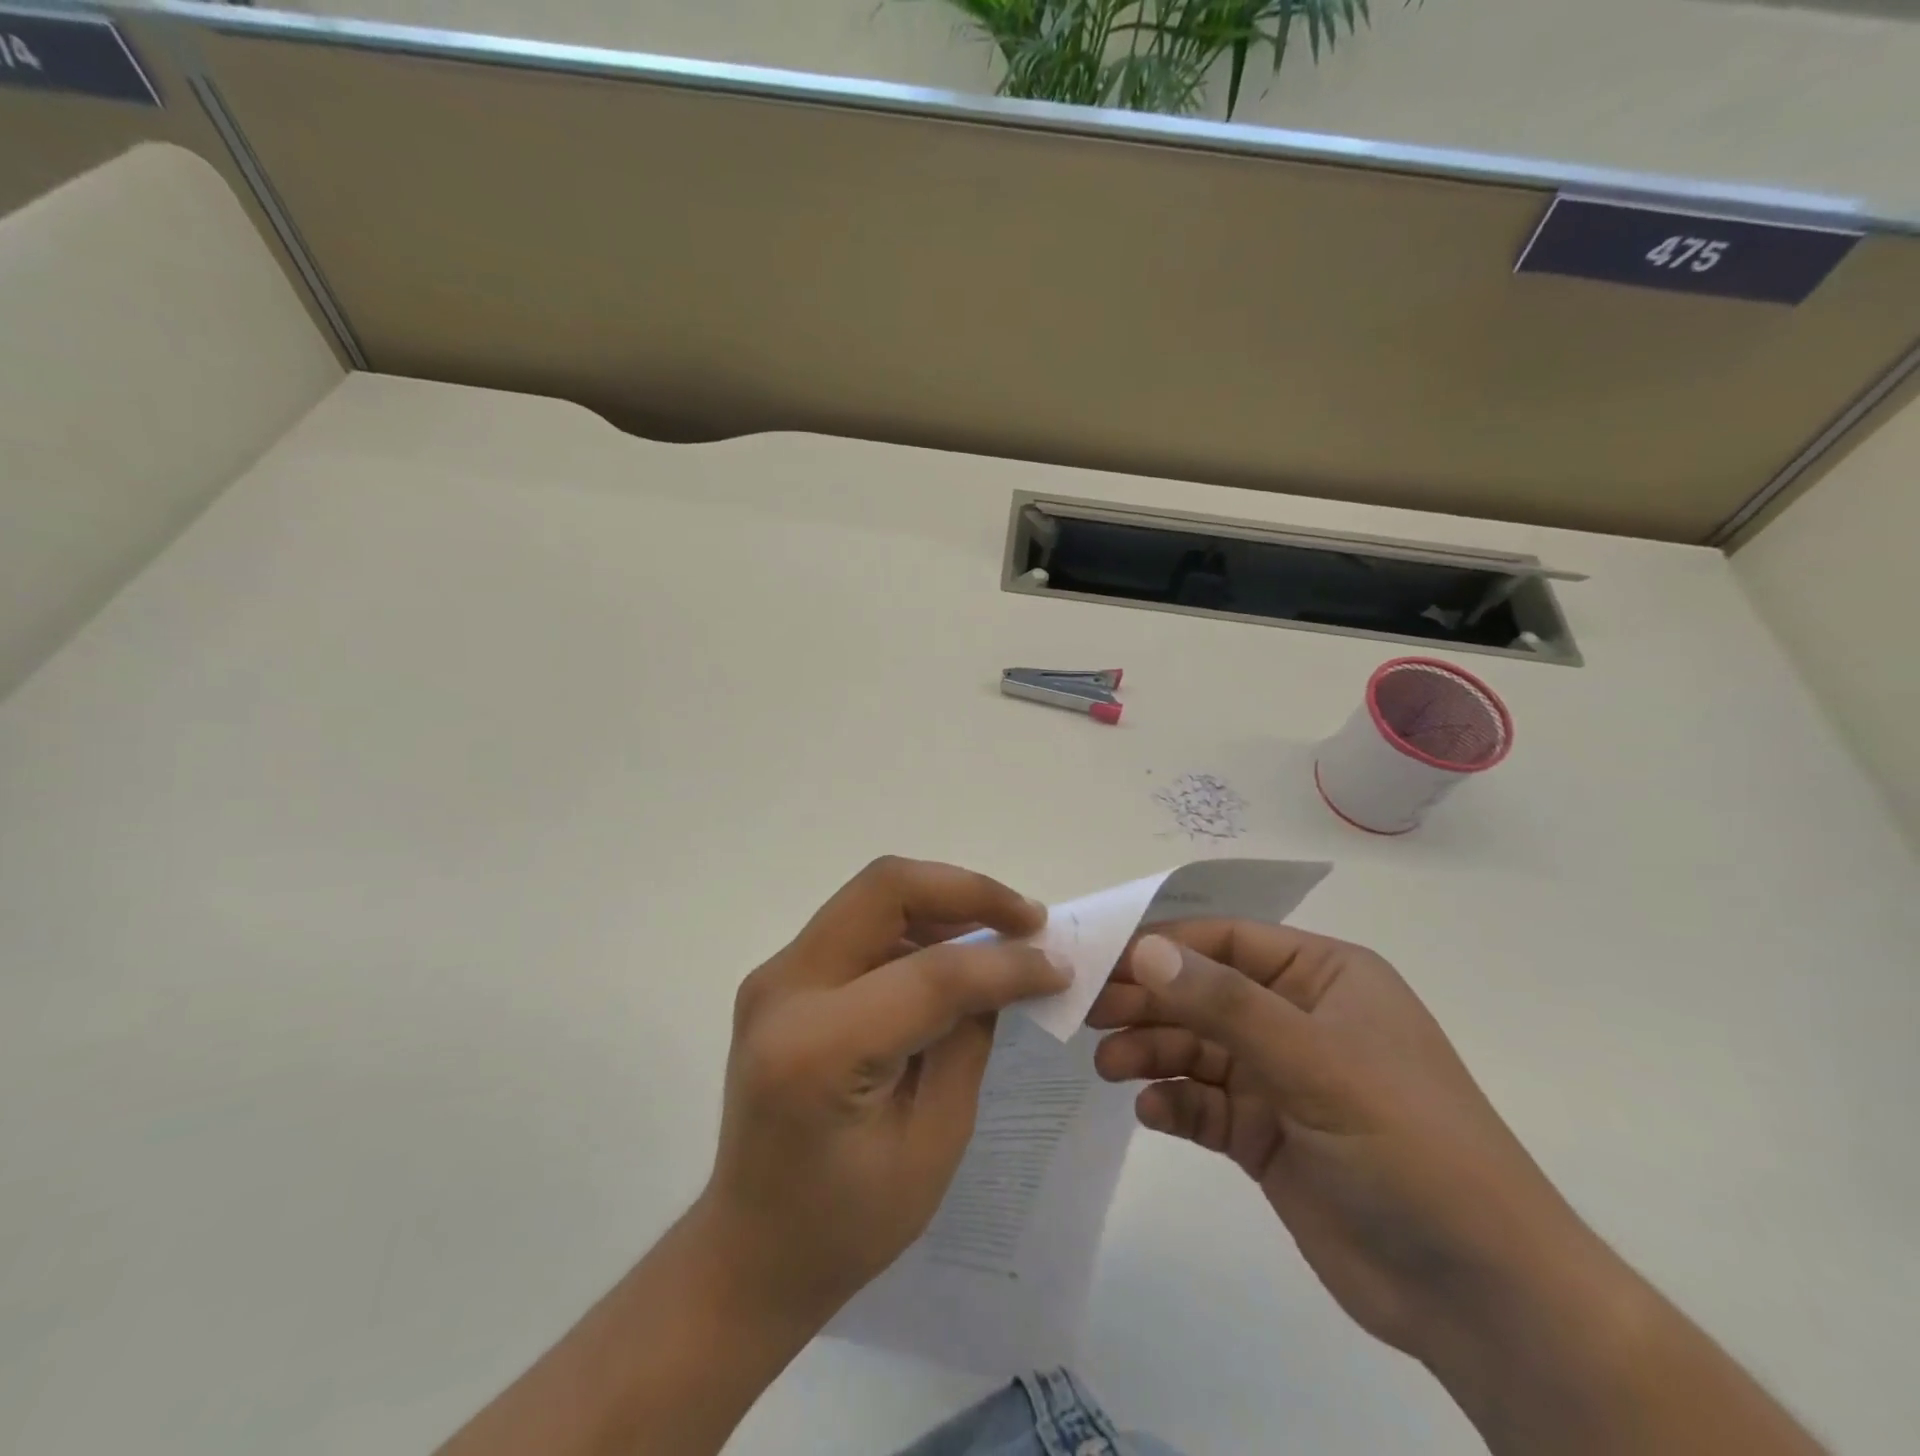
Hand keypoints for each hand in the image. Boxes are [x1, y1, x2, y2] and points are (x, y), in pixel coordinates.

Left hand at [696, 856, 1065, 1325]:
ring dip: (943, 901)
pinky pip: (858, 922)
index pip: (929, 973)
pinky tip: (953, 952)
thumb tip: (1009, 969)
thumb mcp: (933, 1144)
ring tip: (1001, 932)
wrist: (749, 1251)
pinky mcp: (781, 976)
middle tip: (1027, 920)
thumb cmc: (845, 1225)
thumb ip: (969, 1041)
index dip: (1004, 963)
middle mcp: (784, 990)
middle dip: (967, 890)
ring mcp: (775, 975)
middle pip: (886, 888)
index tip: (1057, 965)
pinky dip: (915, 922)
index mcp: (817, 1049)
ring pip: (873, 894)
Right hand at [1087, 921, 1602, 1362]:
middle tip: (1088, 1015)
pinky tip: (1152, 1112)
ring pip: (1196, 1048)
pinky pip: (1205, 1103)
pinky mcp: (1266, 1134)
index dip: (1163, 947)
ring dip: (1151, 1052)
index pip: (1226, 943)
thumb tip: (1144, 950)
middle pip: (1203, 994)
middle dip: (1148, 1002)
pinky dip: (1175, 1103)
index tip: (1102, 961)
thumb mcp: (1315, 1062)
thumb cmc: (1408, 1145)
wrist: (1482, 1297)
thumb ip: (1225, 1004)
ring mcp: (1281, 1079)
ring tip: (1109, 1068)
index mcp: (1323, 977)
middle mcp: (1297, 1018)